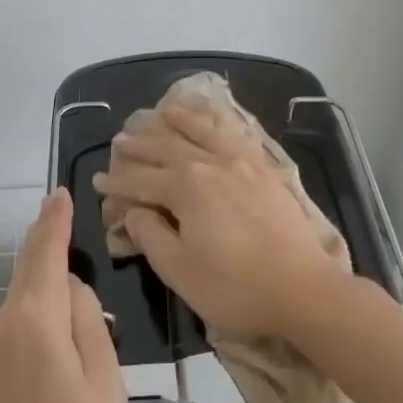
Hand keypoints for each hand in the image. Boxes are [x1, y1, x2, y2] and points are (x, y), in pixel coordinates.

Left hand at [0, 188, 126, 402]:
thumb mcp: (103, 373)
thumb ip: (88, 318)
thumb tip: (72, 286)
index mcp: (37, 317)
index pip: (45, 253)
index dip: (55, 222)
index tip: (61, 193)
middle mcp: (10, 318)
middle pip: (27, 262)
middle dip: (43, 231)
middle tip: (58, 202)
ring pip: (21, 281)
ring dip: (38, 255)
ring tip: (57, 231)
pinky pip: (19, 302)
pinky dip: (33, 280)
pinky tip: (48, 280)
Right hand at [91, 103, 345, 336]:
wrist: (305, 291)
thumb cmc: (235, 288)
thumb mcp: (179, 270)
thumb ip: (151, 235)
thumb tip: (134, 212)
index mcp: (186, 187)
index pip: (141, 180)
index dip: (117, 181)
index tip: (98, 180)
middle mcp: (211, 164)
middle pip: (167, 148)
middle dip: (140, 145)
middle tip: (119, 141)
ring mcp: (242, 164)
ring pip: (203, 133)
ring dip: (179, 121)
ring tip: (163, 111)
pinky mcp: (266, 171)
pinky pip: (235, 137)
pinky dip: (219, 125)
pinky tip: (214, 124)